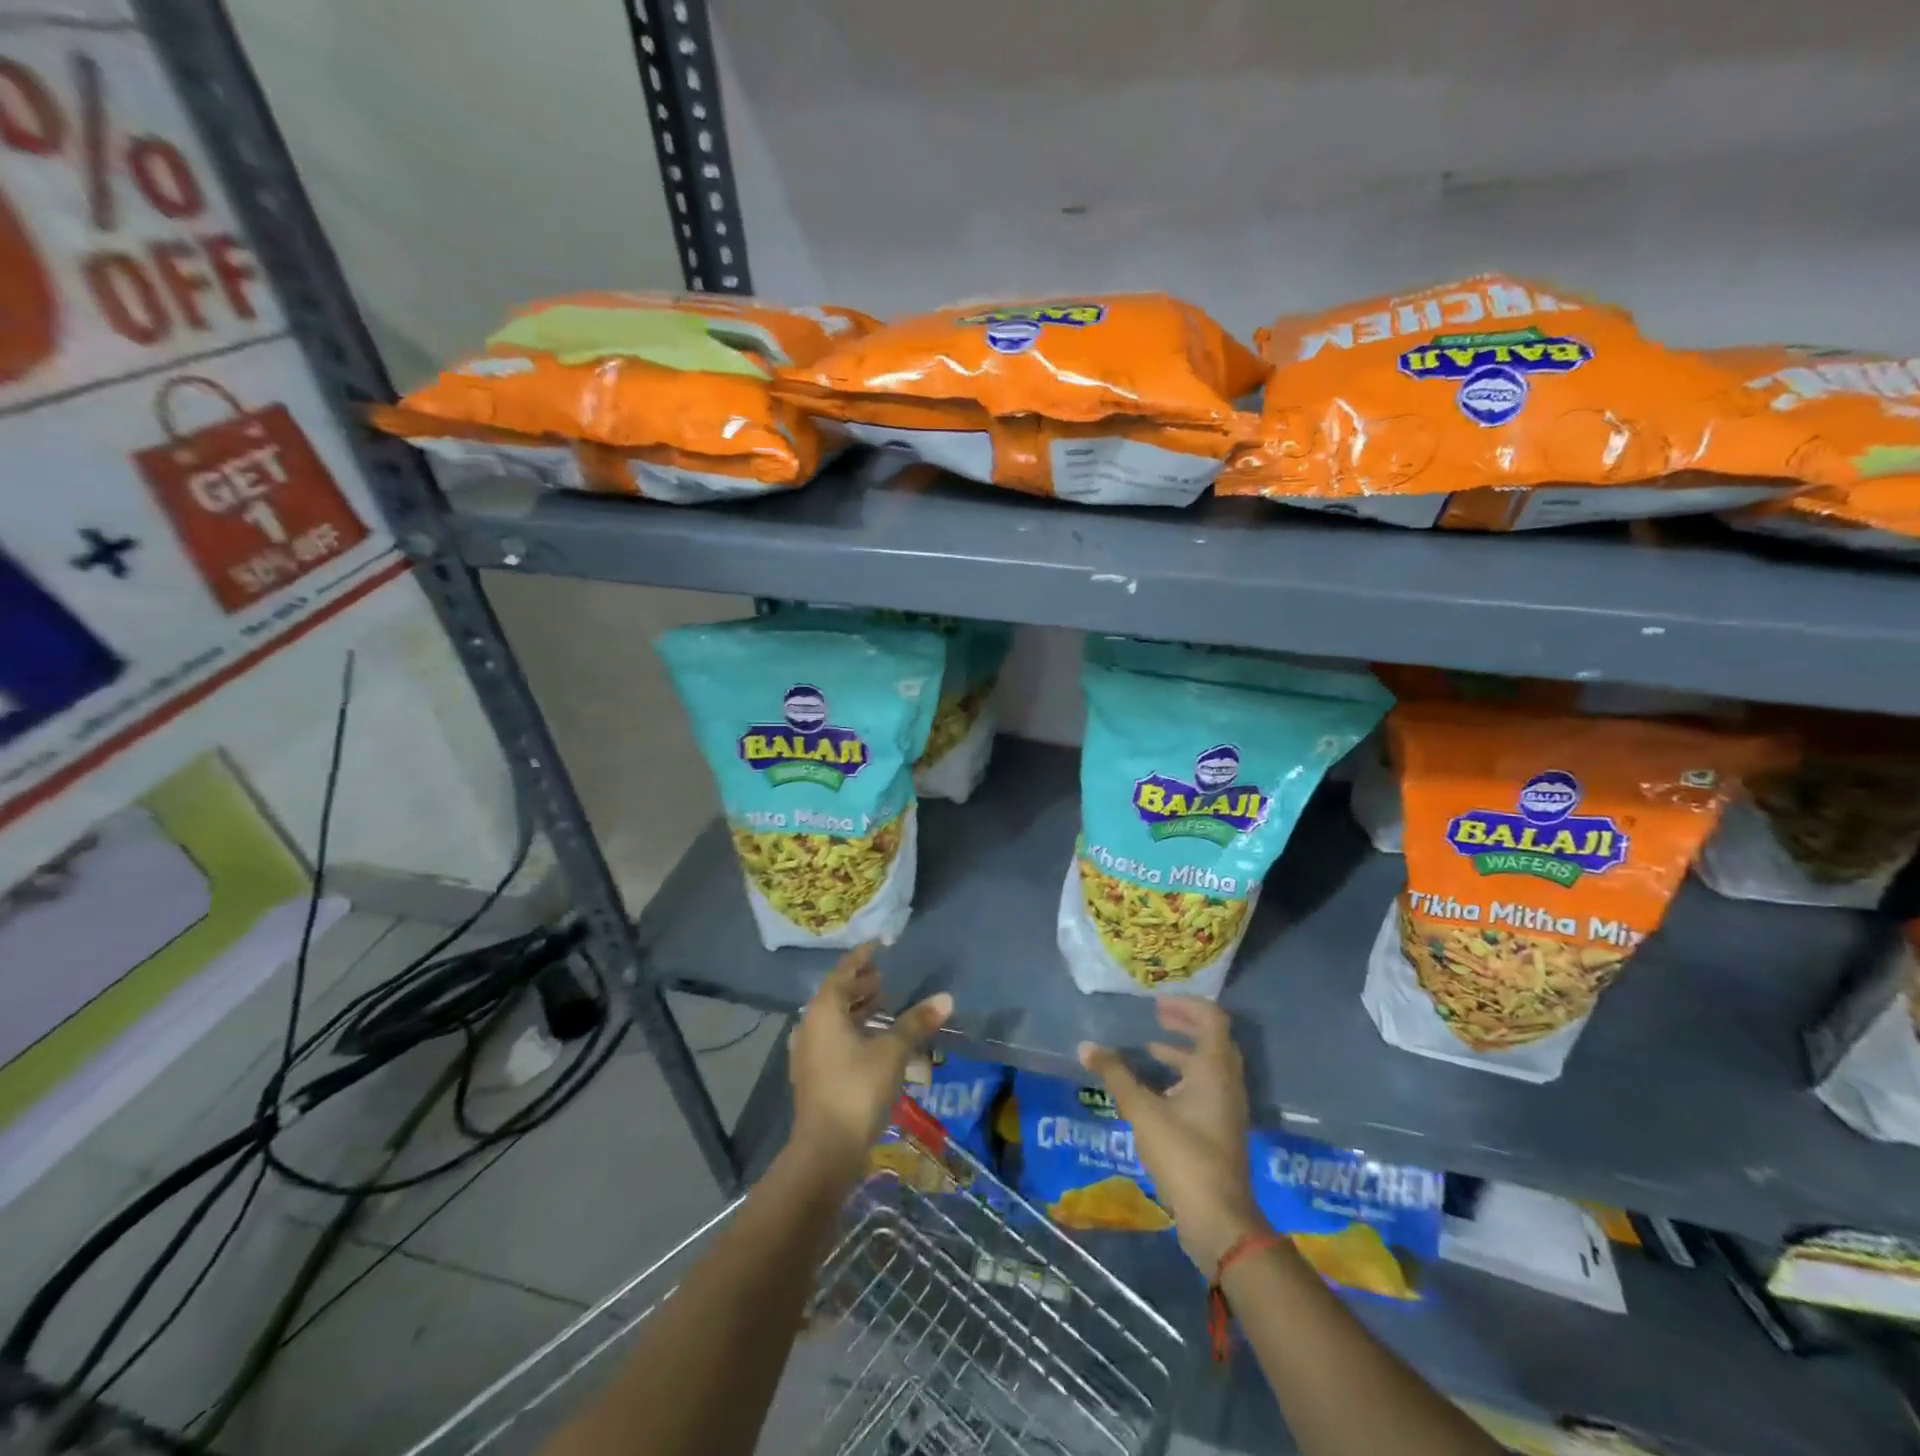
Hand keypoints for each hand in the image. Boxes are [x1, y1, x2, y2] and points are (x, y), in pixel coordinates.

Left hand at [788, 944, 951, 1177]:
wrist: (826, 1150)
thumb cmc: (858, 1089)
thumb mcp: (893, 1051)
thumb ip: (916, 1022)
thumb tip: (946, 998)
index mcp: (824, 1011)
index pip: (844, 971)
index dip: (863, 956)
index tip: (880, 944)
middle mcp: (810, 1026)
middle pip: (836, 995)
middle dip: (861, 985)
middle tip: (885, 978)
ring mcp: (809, 1053)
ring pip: (835, 1019)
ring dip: (858, 1009)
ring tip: (884, 1004)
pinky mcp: (814, 1076)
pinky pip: (834, 1040)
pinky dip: (854, 1031)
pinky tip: (876, 1041)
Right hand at [1079, 999, 1267, 1272]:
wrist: (1218, 1218)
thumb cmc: (1183, 1154)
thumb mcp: (1142, 1110)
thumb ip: (1115, 1075)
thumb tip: (1086, 1046)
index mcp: (1214, 1068)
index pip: (1211, 1018)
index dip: (1186, 1005)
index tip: (1157, 1004)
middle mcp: (1227, 1082)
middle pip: (1213, 1039)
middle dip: (1184, 1025)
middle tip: (1156, 1018)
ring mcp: (1228, 1108)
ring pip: (1209, 1066)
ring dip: (1182, 1053)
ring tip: (1149, 1051)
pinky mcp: (1222, 1129)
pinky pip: (1207, 1088)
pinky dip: (1184, 1078)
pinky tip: (1158, 1092)